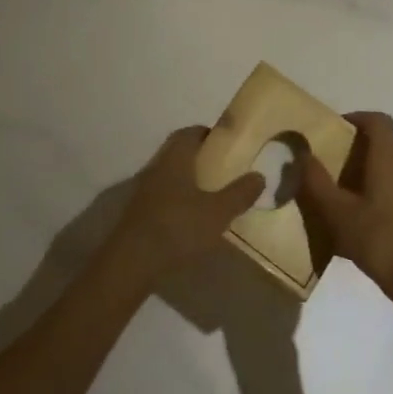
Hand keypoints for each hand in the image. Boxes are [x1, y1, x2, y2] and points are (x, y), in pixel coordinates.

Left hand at [104, 126, 264, 285]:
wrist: (133, 260)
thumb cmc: (178, 227)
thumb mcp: (218, 212)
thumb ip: (240, 193)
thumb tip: (259, 175)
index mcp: (175, 158)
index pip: (190, 133)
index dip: (208, 134)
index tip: (226, 142)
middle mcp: (157, 166)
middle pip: (178, 150)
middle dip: (198, 153)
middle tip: (221, 165)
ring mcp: (145, 188)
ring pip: (168, 171)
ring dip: (186, 175)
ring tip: (209, 190)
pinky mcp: (139, 210)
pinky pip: (161, 192)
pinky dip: (176, 195)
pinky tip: (189, 214)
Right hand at [299, 111, 392, 302]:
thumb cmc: (377, 238)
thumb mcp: (336, 211)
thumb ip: (315, 180)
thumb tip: (302, 154)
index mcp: (388, 157)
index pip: (378, 120)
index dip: (357, 118)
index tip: (336, 129)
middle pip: (388, 139)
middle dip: (364, 142)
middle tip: (338, 156)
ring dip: (374, 164)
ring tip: (348, 185)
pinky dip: (384, 184)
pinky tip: (365, 211)